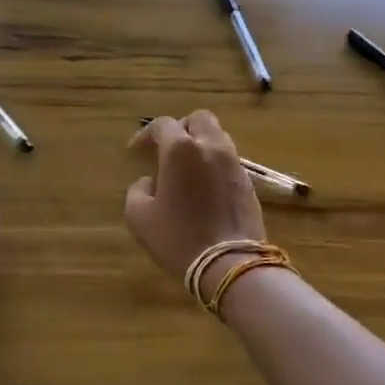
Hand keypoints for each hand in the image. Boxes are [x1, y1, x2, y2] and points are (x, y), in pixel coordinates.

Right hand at [124, 112, 265, 281]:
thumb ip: (138, 191)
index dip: (146, 135)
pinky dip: (214, 164)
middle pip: (198, 120)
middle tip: (167, 149)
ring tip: (187, 167)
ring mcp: (234, 163)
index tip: (135, 152)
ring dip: (201, 144)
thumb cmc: (178, 237)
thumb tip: (149, 183)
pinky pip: (229, 160)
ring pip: (218, 137)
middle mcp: (210, 147)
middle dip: (181, 129)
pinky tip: (204, 186)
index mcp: (181, 149)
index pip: (163, 125)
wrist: (230, 263)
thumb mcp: (140, 217)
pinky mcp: (249, 182)